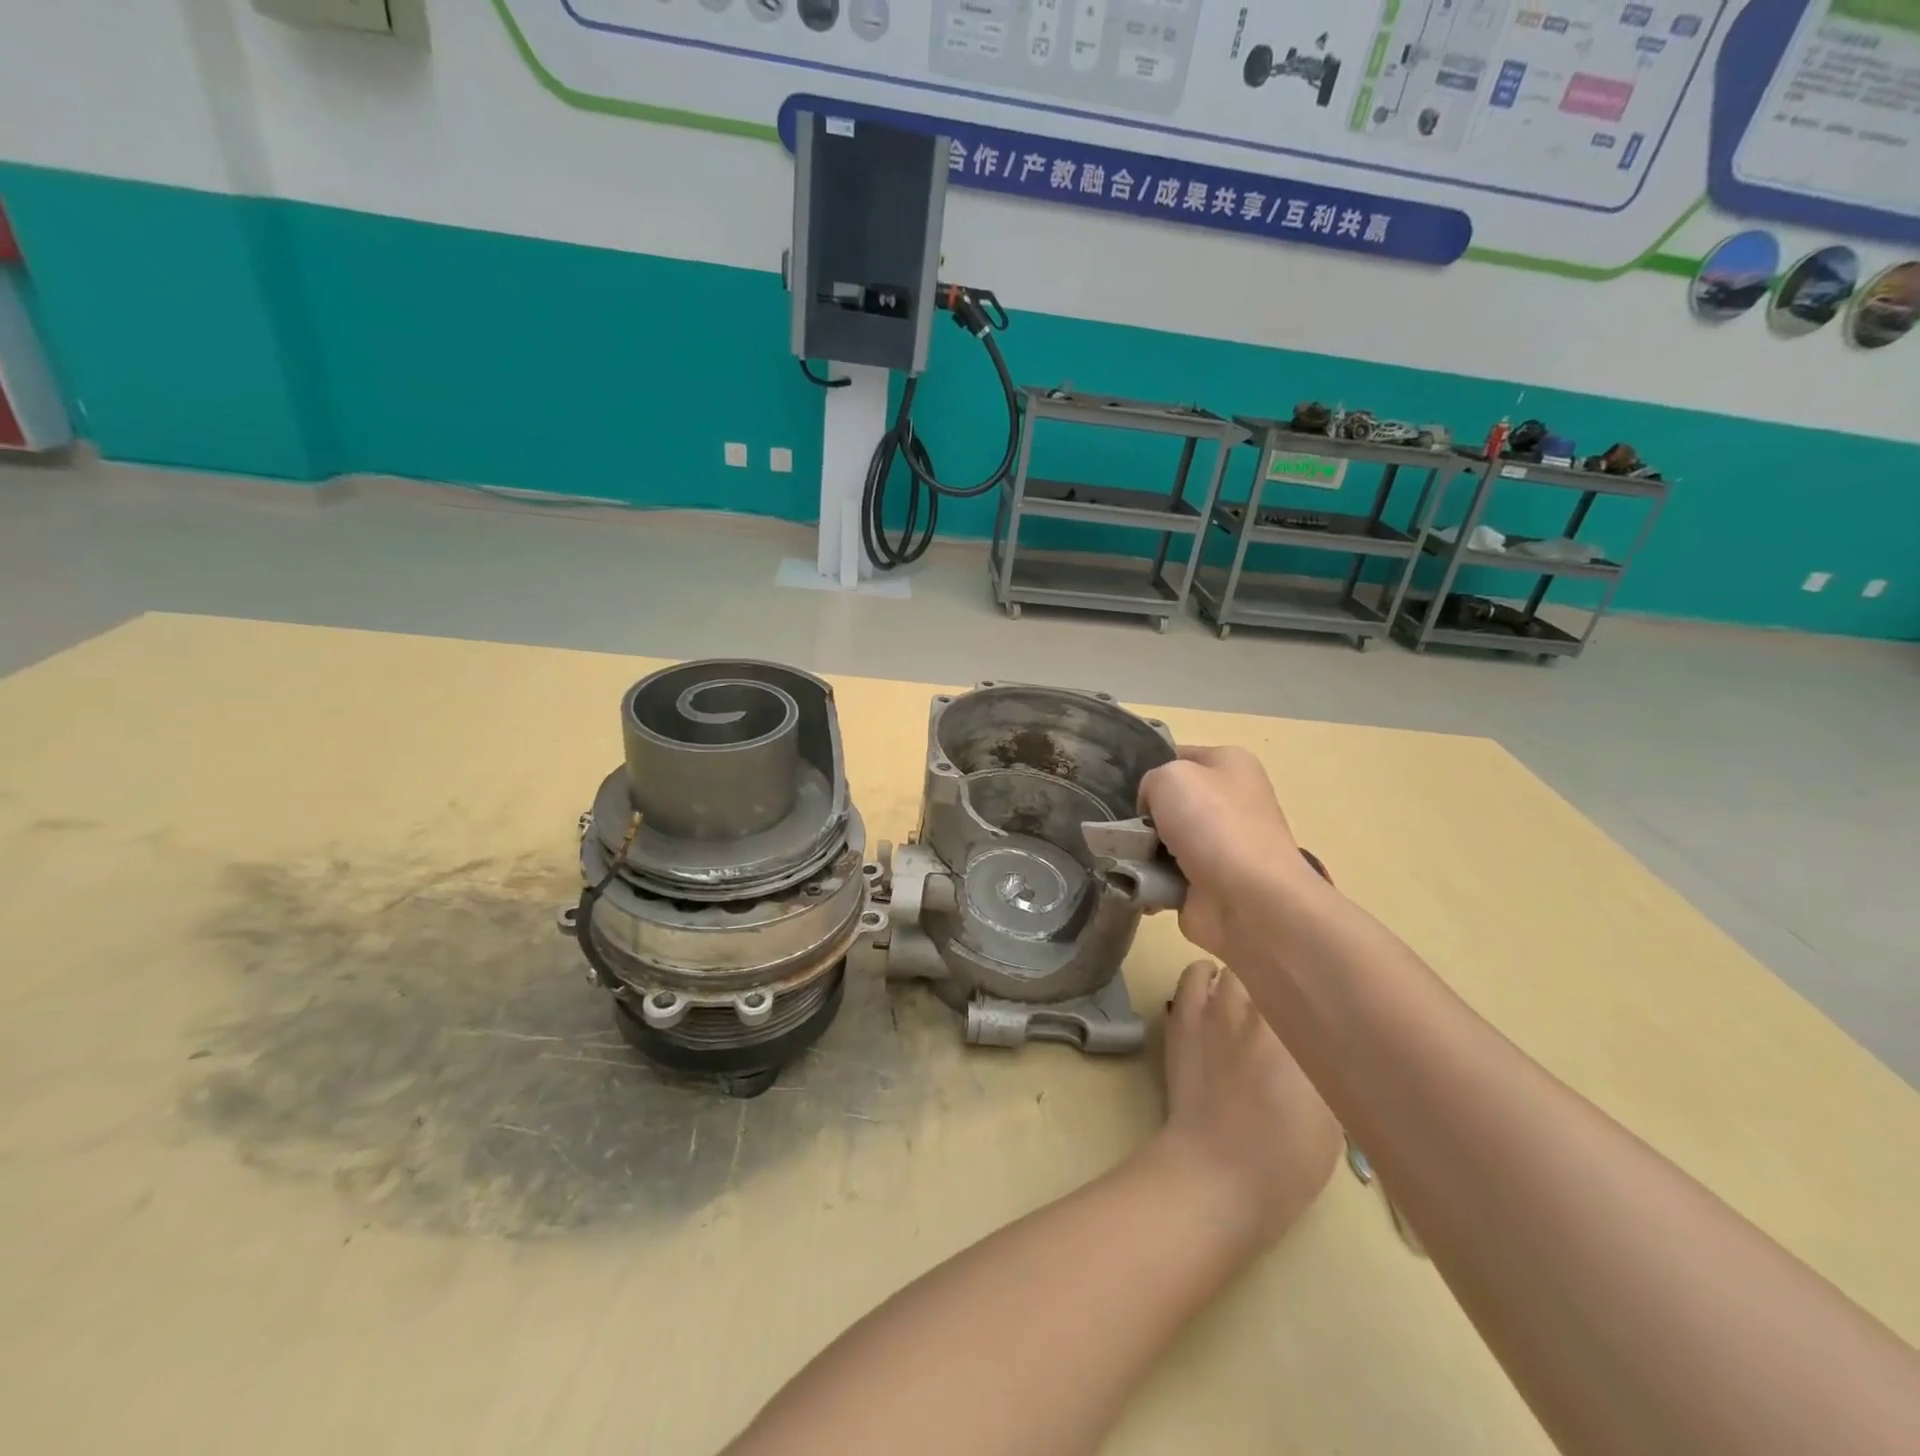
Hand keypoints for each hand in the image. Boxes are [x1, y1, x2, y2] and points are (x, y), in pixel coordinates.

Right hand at [1137, 745, 1319, 960]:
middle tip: (1123, 826)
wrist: (1247, 900)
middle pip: (1169, 802)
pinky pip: (1164, 875)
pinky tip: (1135, 881)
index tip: (1124, 787)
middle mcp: (1230, 801)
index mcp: (1231, 764)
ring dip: (1141, 851)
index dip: (1150, 769)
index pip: (1178, 756)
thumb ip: (1150, 781)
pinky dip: (1148, 880)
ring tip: (1124, 857)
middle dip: (1144, 815)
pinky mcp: (1209, 883)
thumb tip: (1153, 813)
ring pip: (1163, 840)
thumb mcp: (1170, 776)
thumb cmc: (1212, 823)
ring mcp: (1221, 846)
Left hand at [1155, 959, 1340, 1248]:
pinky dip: (1203, 977)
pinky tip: (1210, 992)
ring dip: (1238, 975)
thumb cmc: (1288, 1156)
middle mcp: (1259, 1007)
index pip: (1309, 982)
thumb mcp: (1333, 1113)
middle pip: (1267, 967)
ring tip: (1243, 992)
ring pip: (1229, 967)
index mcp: (1302, 1030)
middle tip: (1280, 996)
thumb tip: (1323, 1041)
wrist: (1219, 1170)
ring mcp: (1215, 1007)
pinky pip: (1191, 977)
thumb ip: (1326, 1064)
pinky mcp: (1183, 1016)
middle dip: (1275, 977)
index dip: (1311, 984)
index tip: (1315, 994)